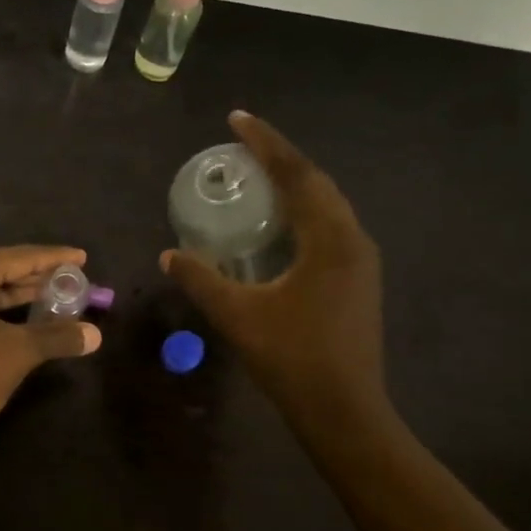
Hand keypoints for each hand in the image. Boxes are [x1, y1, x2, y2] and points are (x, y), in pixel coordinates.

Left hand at [0, 246, 102, 454]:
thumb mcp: (16, 354)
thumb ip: (56, 337)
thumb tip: (95, 335)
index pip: (19, 257)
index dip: (53, 258)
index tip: (82, 258)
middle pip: (1, 270)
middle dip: (37, 276)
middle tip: (72, 280)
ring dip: (19, 295)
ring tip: (54, 298)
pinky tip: (22, 322)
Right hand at [162, 112, 392, 435]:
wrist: (345, 411)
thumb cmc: (292, 359)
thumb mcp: (238, 316)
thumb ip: (201, 280)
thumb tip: (169, 254)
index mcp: (330, 239)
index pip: (296, 175)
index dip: (265, 143)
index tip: (237, 119)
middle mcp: (353, 240)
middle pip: (316, 183)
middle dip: (280, 159)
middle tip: (243, 145)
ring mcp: (361, 261)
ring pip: (327, 206)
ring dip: (294, 185)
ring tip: (258, 176)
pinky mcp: (359, 280)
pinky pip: (329, 227)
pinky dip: (303, 213)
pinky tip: (280, 224)